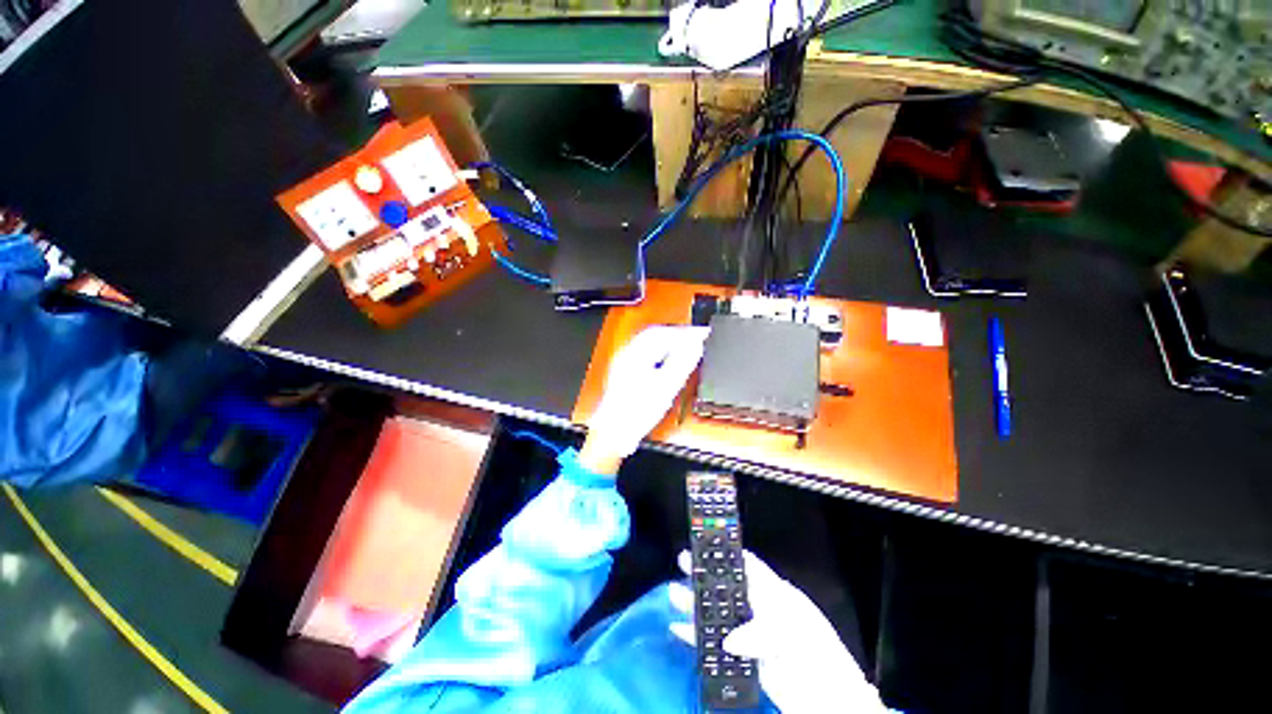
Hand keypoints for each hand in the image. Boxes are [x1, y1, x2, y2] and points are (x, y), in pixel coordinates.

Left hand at [581, 325, 709, 470]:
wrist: (615, 432)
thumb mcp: (665, 387)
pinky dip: (663, 352)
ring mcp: (625, 362)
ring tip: (688, 347)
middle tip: (698, 338)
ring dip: (670, 343)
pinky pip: (647, 353)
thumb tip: (695, 345)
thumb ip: (681, 363)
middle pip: (655, 335)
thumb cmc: (635, 413)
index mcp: (633, 354)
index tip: (702, 334)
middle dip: (678, 336)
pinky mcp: (627, 372)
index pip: (662, 333)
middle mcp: (627, 354)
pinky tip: (671, 359)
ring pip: (651, 343)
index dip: (684, 332)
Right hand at [669, 550, 887, 712]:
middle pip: (727, 587)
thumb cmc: (815, 654)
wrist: (829, 700)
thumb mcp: (792, 634)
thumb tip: (729, 639)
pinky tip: (679, 629)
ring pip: (717, 614)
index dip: (727, 553)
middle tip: (682, 560)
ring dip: (695, 605)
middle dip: (704, 575)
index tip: (706, 541)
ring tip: (672, 593)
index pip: (748, 566)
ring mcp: (750, 633)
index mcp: (775, 593)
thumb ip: (759, 633)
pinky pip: (714, 644)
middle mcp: (759, 608)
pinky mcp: (743, 657)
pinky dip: (696, 637)